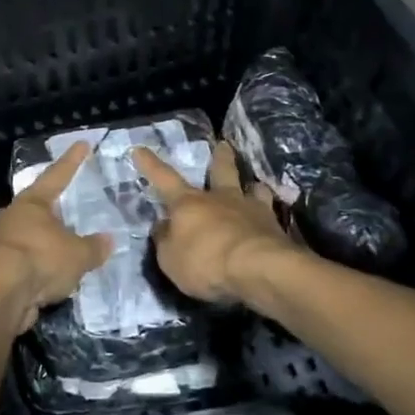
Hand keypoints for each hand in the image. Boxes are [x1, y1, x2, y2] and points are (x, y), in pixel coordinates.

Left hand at [0, 141, 113, 334]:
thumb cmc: (39, 260)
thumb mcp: (77, 255)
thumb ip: (93, 247)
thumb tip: (108, 240)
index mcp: (32, 203)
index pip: (56, 176)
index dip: (71, 161)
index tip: (82, 144)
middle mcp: (11, 216)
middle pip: (36, 209)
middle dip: (52, 212)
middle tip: (68, 213)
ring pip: (26, 238)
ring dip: (43, 245)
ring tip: (62, 255)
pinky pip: (20, 264)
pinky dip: (35, 269)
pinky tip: (47, 280)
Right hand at [133, 142, 293, 305]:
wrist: (259, 269)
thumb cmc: (206, 262)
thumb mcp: (170, 259)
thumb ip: (165, 241)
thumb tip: (163, 227)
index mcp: (189, 204)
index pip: (164, 179)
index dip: (151, 165)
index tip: (140, 149)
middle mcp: (220, 199)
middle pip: (221, 171)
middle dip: (220, 157)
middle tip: (223, 145)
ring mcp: (251, 210)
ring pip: (253, 189)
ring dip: (252, 186)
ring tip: (255, 185)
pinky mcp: (275, 227)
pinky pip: (271, 214)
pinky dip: (269, 215)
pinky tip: (271, 221)